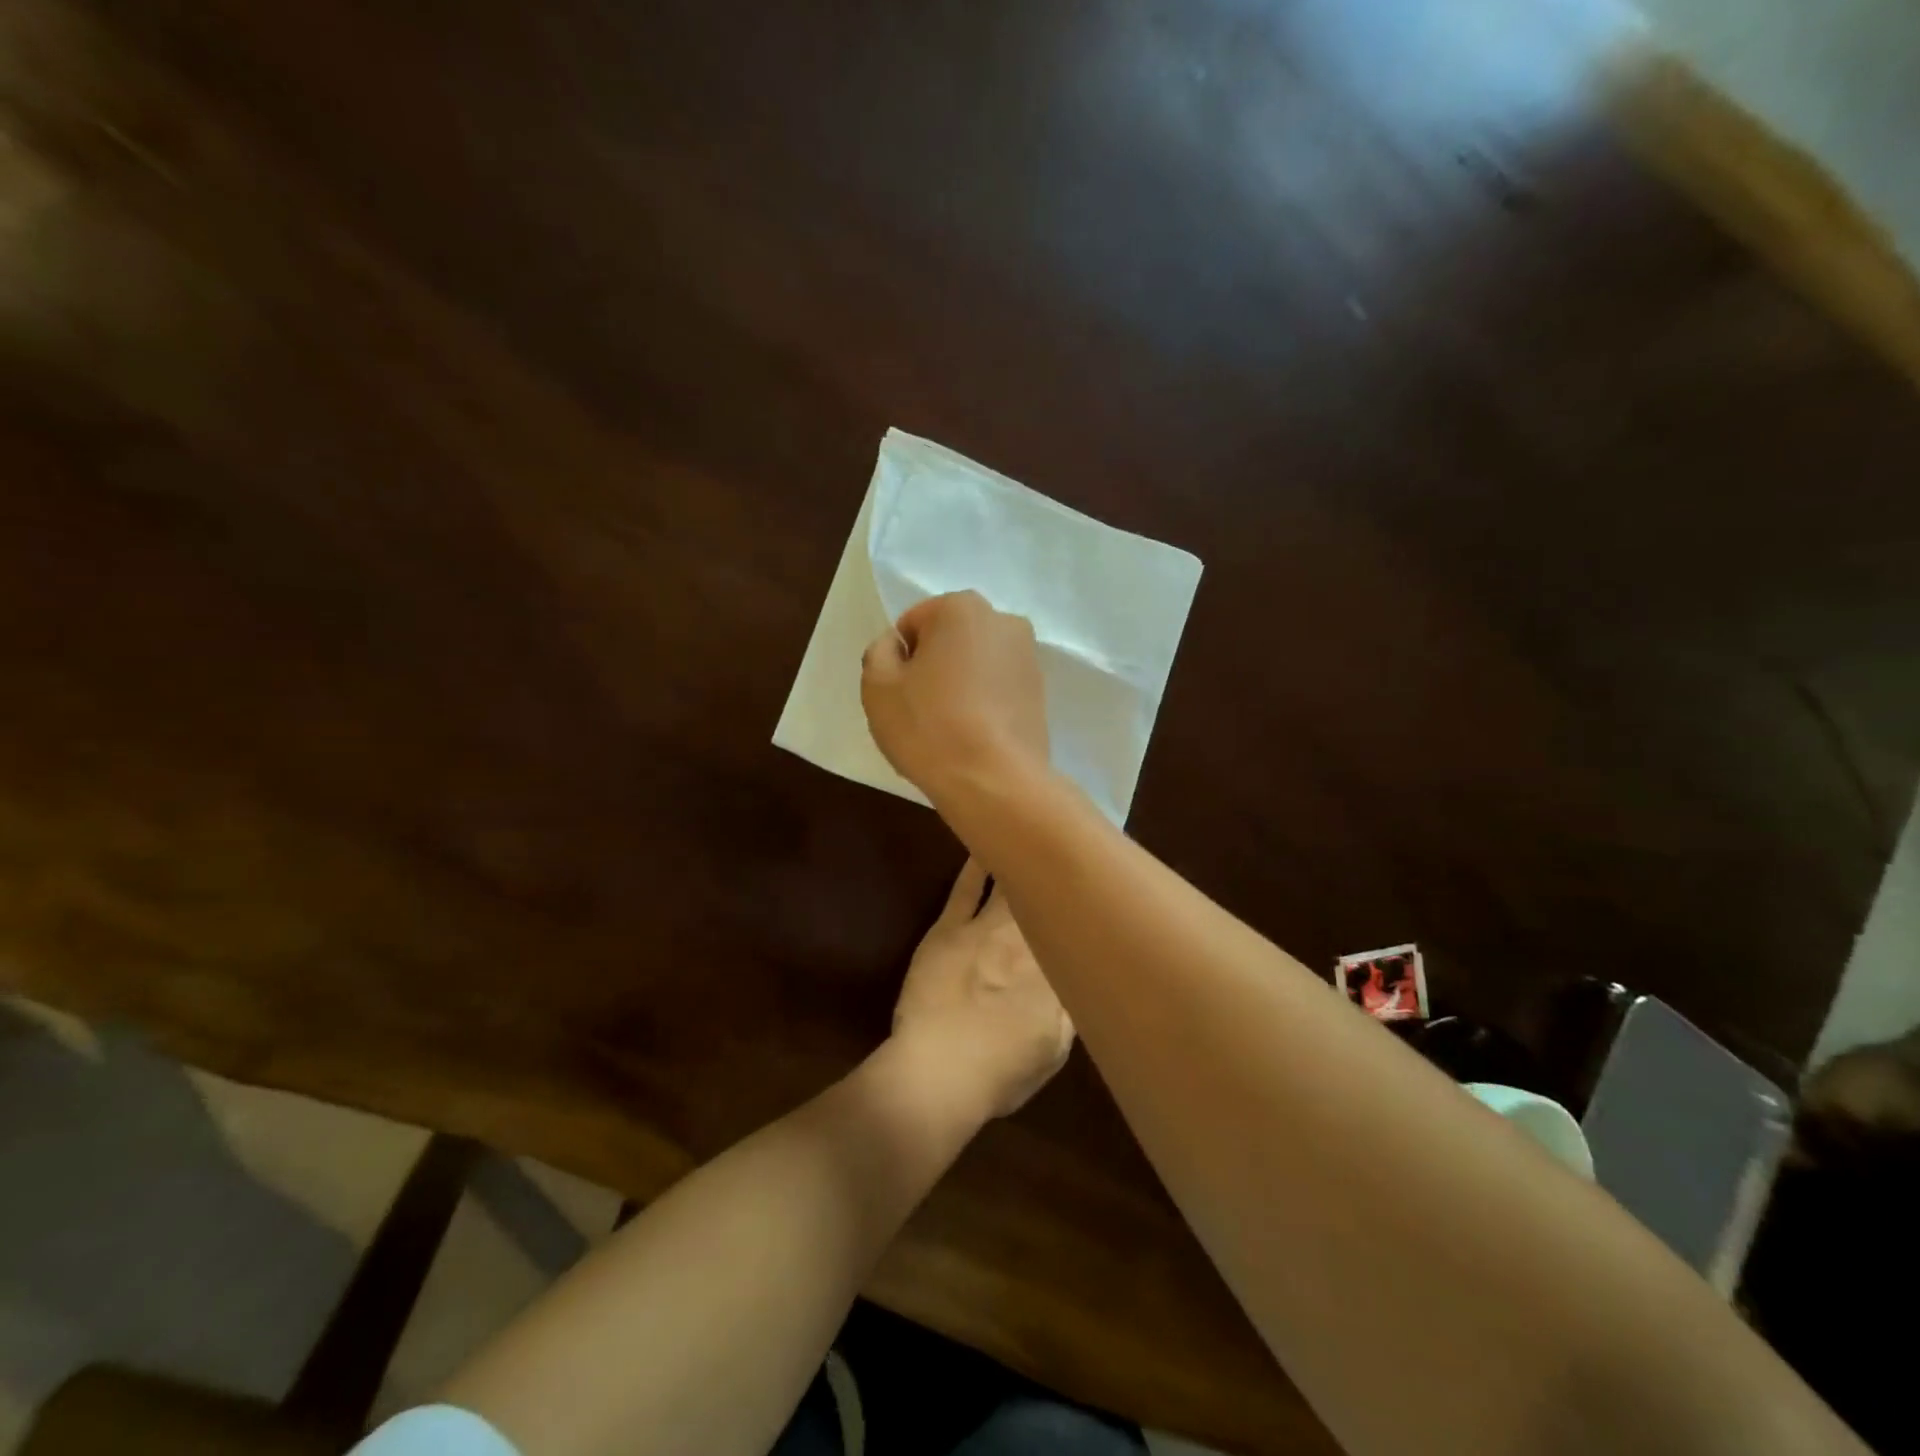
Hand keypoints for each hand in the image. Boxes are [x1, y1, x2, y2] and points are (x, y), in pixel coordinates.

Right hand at [861, 590, 1050, 809]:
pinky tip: (974, 737)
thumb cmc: (929, 726)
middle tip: (922, 711)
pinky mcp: (1041, 693)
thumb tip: (897, 645)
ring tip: (950, 728)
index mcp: (962, 608)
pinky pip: (998, 689)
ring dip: (960, 685)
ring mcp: (1029, 658)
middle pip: (949, 641)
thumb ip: (880, 651)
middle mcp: (1003, 621)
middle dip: (934, 668)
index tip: (903, 694)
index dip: (900, 661)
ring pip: (976, 665)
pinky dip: (983, 704)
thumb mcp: (878, 685)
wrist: (994, 781)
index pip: (913, 625)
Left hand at [890, 859, 1074, 1118]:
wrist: (940, 1072)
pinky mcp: (949, 928)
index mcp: (1055, 970)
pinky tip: (985, 844)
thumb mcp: (1055, 1050)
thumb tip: (1082, 975)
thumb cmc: (1000, 1070)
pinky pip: (965, 889)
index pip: (1072, 929)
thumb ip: (1072, 1007)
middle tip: (1067, 845)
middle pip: (1043, 899)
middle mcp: (1025, 940)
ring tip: (1032, 832)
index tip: (1093, 887)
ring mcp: (985, 930)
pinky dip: (977, 866)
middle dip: (1055, 874)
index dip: (1082, 907)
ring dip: (1021, 861)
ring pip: (1009, 886)